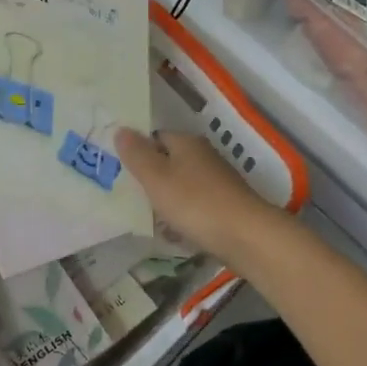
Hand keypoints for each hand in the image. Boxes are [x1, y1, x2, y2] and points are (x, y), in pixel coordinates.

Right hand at [115, 129, 288, 266]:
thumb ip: (137, 155)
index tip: (121, 170)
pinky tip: (174, 234)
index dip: (138, 151)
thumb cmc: (195, 202)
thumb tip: (121, 129)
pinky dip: (183, 217)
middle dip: (151, 178)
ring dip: (166, 200)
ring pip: (182, 186)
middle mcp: (204, 156)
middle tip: (129, 196)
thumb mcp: (156, 177)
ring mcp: (217, 182)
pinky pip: (195, 207)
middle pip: (169, 162)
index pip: (156, 137)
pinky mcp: (225, 206)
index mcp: (187, 143)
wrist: (245, 236)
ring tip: (147, 218)